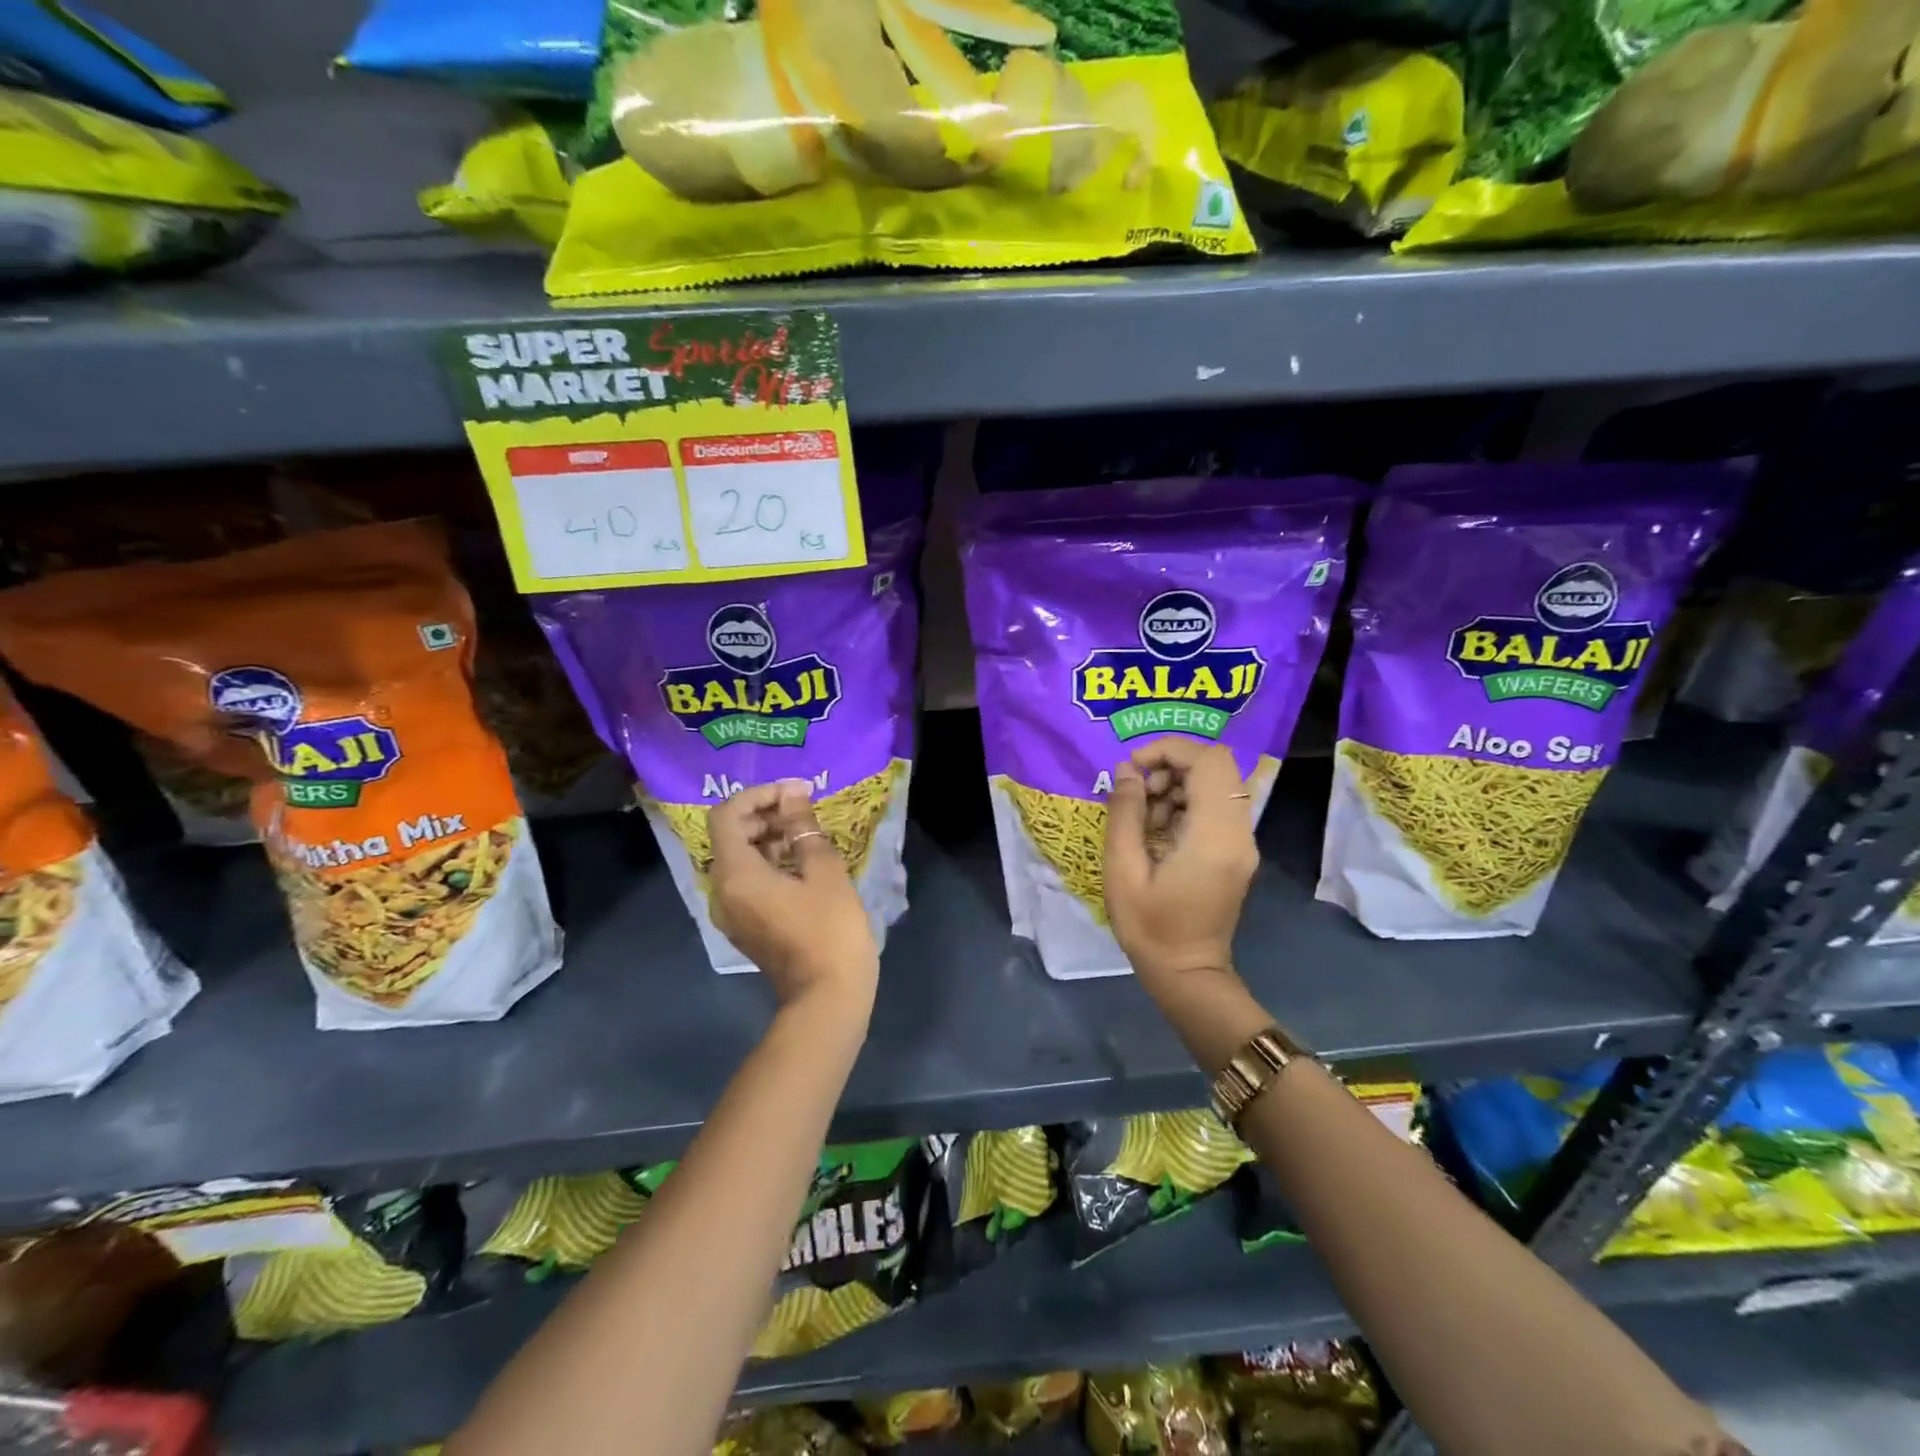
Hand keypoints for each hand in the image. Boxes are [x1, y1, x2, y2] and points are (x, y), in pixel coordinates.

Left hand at [708, 780, 879, 1021]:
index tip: (795, 793)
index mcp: (735, 874)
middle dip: (764, 814)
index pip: (727, 815)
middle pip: (730, 835)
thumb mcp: (823, 871)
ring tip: (807, 833)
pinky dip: (768, 862)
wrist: (828, 998)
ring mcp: (731, 912)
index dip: (758, 795)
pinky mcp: (745, 925)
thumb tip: (792, 796)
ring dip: (767, 837)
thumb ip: (803, 828)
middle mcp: (722, 891)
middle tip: (804, 808)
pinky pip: (747, 881)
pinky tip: (801, 862)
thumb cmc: (829, 930)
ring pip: (739, 859)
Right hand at [1104, 738, 1258, 986]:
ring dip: (1178, 785)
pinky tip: (1159, 830)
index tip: (1134, 768)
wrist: (1186, 973)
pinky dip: (1186, 803)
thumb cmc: (1149, 926)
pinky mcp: (1236, 851)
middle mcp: (1238, 832)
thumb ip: (1125, 813)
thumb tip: (1127, 771)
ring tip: (1145, 815)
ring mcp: (1242, 843)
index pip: (1209, 761)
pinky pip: (1216, 806)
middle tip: (1139, 794)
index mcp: (1214, 836)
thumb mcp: (1123, 869)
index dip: (1170, 750)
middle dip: (1172, 765)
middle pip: (1217, 766)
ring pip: (1218, 784)